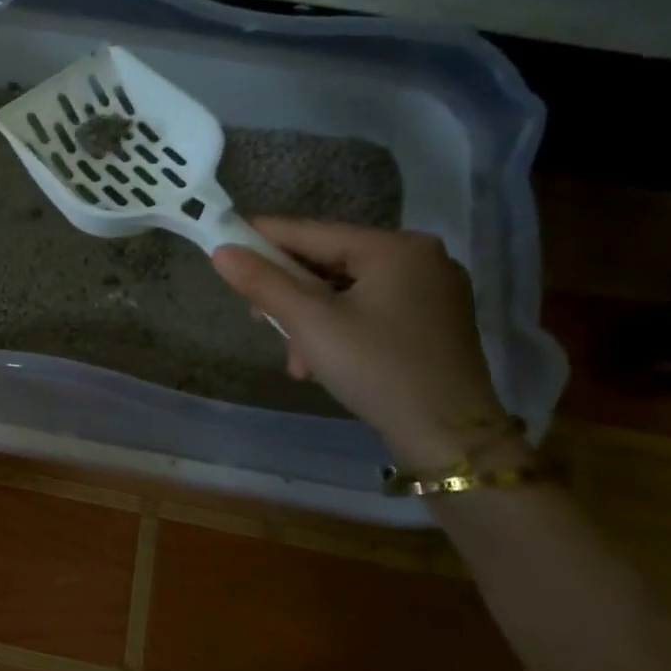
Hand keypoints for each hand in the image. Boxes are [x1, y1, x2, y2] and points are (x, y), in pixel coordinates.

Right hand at [211, 220, 522, 469]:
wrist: (449, 438)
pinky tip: (320, 362)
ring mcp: (431, 291)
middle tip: (257, 318)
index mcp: (395, 248)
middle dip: (288, 294)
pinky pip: (367, 309)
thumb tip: (221, 251)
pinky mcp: (432, 321)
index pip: (311, 232)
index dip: (262, 238)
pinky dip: (336, 329)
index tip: (222, 242)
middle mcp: (419, 258)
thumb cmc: (377, 369)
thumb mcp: (310, 323)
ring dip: (309, 320)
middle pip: (328, 262)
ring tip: (296, 359)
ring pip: (345, 291)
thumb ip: (263, 282)